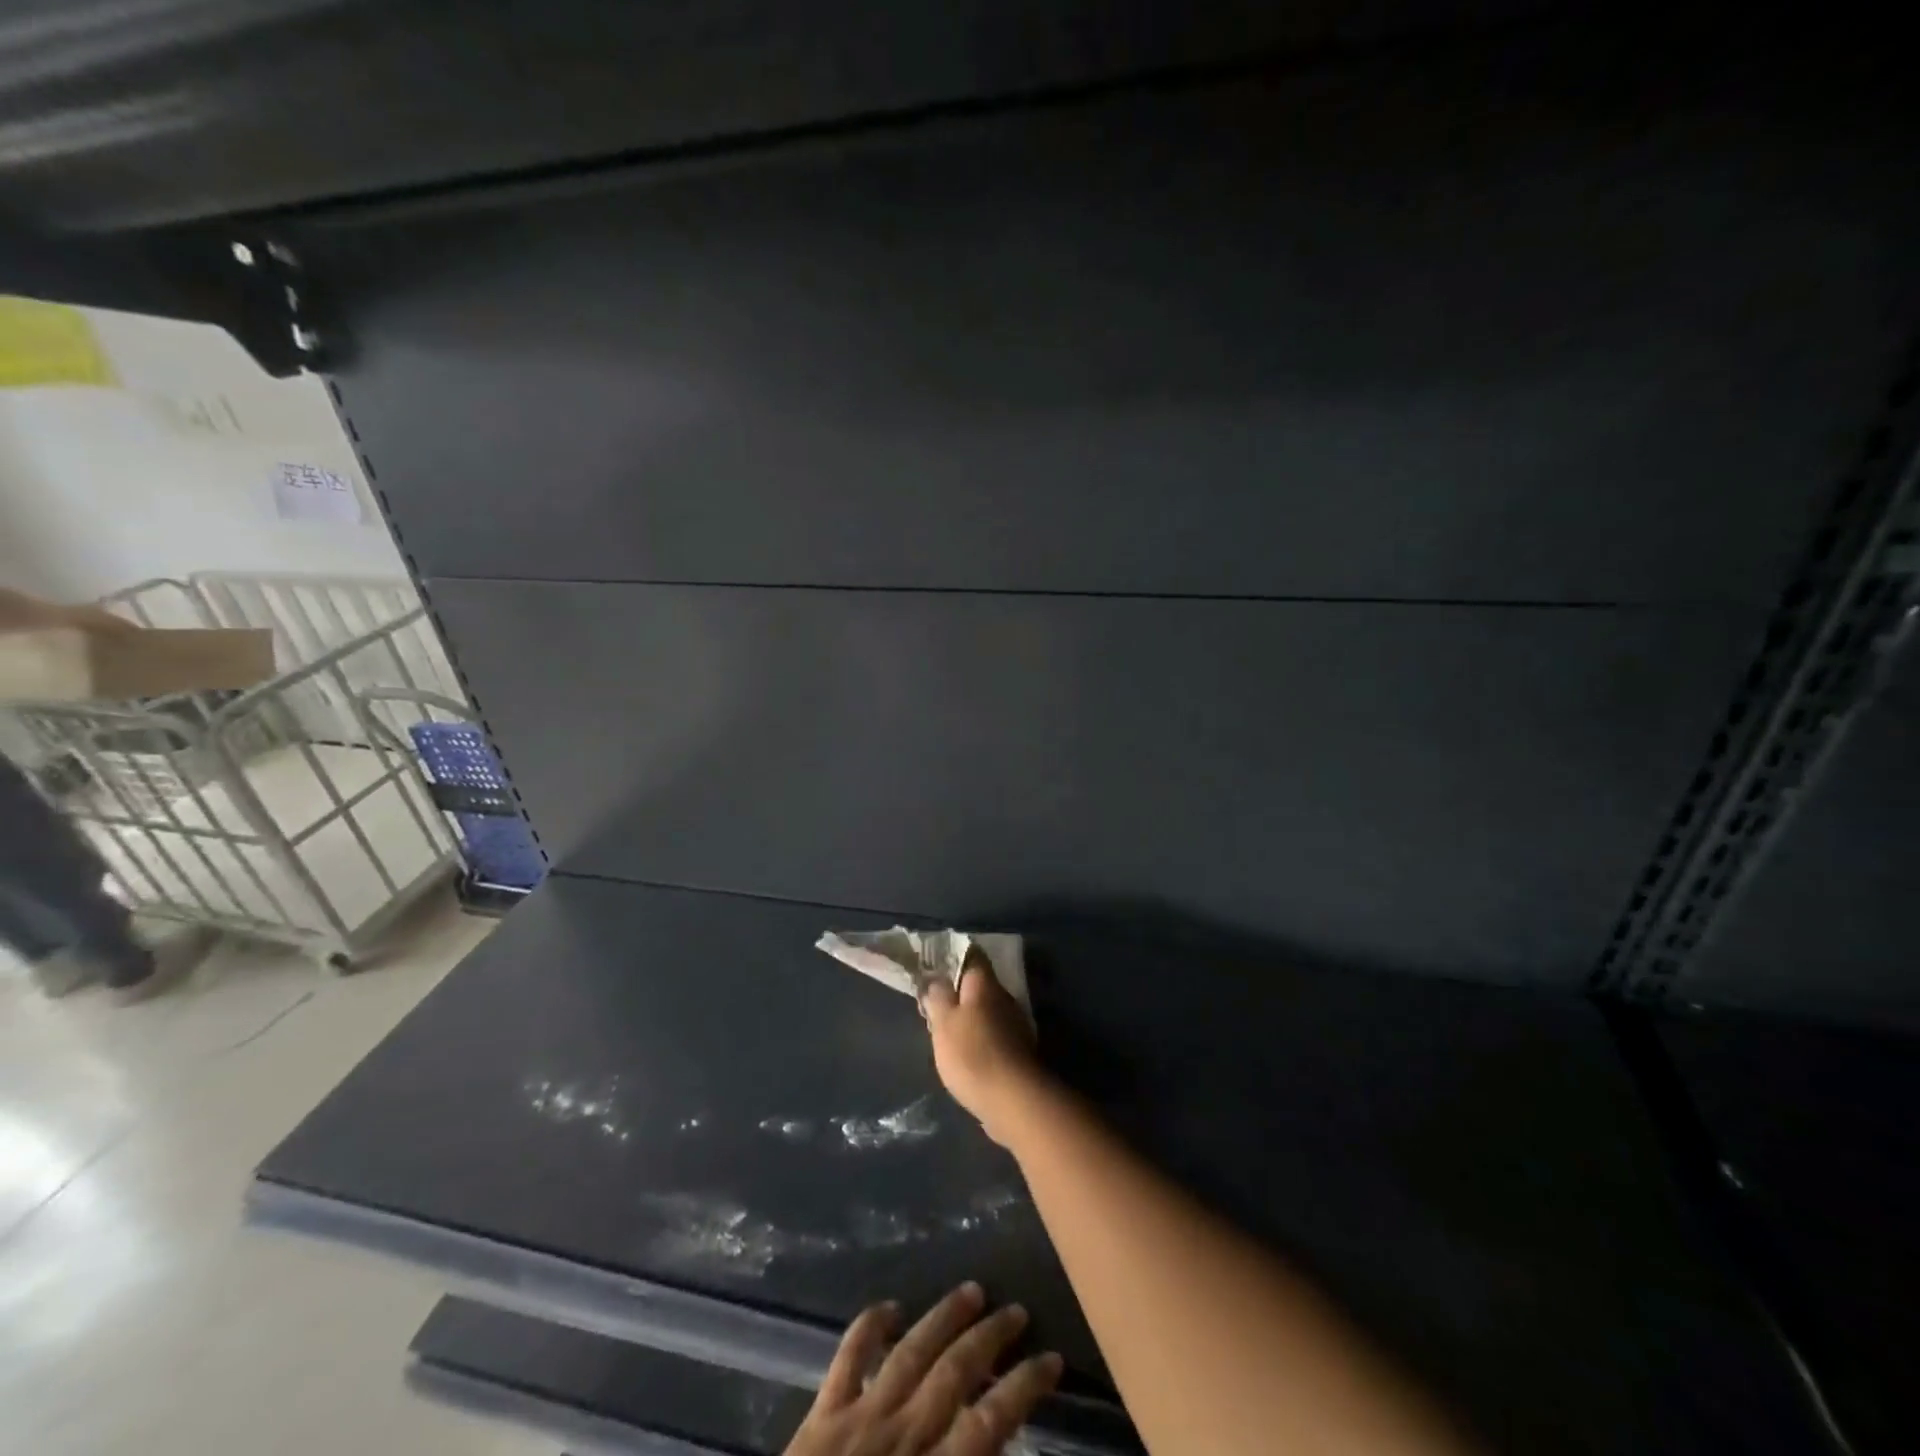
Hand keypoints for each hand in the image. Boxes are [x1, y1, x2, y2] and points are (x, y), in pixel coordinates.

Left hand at [784, 1283, 1062, 1455]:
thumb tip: (1000, 1444)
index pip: (990, 1422)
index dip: (1025, 1387)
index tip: (1052, 1359)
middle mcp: (901, 1437)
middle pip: (955, 1374)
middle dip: (991, 1338)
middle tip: (1018, 1311)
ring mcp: (859, 1420)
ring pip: (911, 1353)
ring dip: (944, 1319)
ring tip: (973, 1290)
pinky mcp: (821, 1416)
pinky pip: (847, 1359)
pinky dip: (868, 1327)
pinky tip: (890, 1306)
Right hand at [922, 958, 1046, 1146]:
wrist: (1013, 1100)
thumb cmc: (972, 1054)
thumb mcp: (943, 1023)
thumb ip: (937, 997)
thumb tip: (935, 980)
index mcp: (985, 984)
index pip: (971, 955)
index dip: (952, 956)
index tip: (933, 967)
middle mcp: (1004, 997)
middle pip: (979, 984)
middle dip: (958, 991)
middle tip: (934, 1002)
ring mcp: (1014, 1023)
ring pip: (986, 1009)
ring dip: (968, 1016)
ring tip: (945, 1030)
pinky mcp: (1018, 1050)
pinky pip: (993, 1032)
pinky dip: (978, 1036)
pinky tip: (964, 1052)